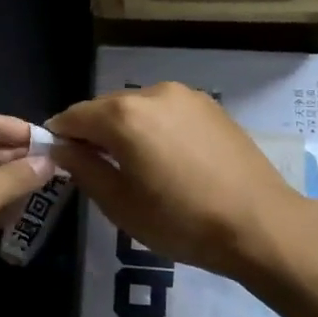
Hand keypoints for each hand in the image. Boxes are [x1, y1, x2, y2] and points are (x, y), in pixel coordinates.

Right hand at [47, 83, 310, 281]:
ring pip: (137, 108)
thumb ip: (84, 169)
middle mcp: (152, 93)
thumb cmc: (181, 221)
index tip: (58, 160)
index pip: (73, 116)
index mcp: (123, 116)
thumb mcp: (120, 205)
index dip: (60, 137)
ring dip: (126, 130)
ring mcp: (186, 96)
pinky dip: (155, 128)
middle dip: (94, 133)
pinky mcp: (211, 106)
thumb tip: (63, 149)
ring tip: (136, 167)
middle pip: (105, 108)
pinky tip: (167, 159)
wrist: (260, 224)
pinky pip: (166, 112)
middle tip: (96, 169)